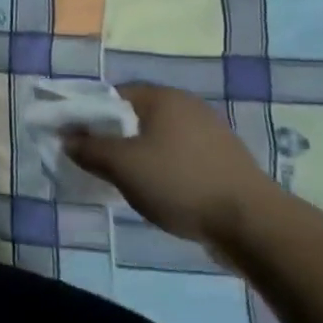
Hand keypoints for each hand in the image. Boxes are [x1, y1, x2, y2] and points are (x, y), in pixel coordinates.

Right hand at [62, 83, 279, 247]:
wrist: (255, 226)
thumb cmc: (180, 183)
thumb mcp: (123, 166)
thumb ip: (89, 149)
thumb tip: (67, 139)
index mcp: (162, 97)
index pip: (112, 96)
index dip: (90, 116)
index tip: (77, 141)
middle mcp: (188, 106)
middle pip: (137, 117)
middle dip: (115, 138)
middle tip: (100, 164)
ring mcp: (213, 134)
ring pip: (160, 139)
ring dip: (141, 156)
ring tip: (129, 183)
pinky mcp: (227, 162)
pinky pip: (183, 158)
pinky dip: (167, 170)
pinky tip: (163, 194)